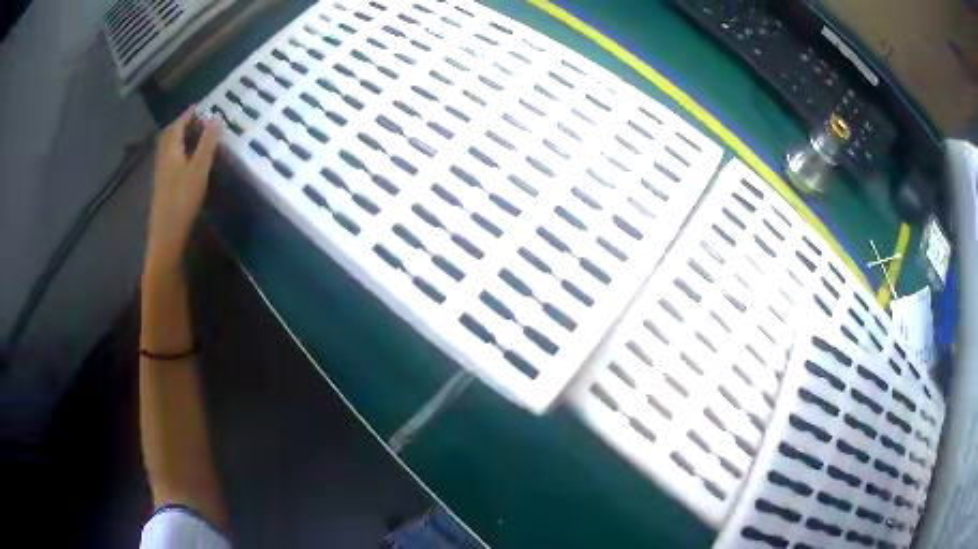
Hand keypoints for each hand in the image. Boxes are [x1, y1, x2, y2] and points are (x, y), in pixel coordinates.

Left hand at [146, 107, 220, 274]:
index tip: (200, 106)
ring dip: (179, 140)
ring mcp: (161, 176)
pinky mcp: (162, 189)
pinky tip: (186, 162)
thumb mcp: (199, 169)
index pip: (177, 125)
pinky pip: (169, 162)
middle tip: (197, 120)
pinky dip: (178, 154)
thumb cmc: (183, 200)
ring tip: (193, 137)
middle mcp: (163, 160)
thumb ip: (207, 143)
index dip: (188, 114)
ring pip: (168, 150)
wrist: (166, 237)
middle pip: (170, 137)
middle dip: (182, 125)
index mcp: (170, 151)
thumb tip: (215, 117)